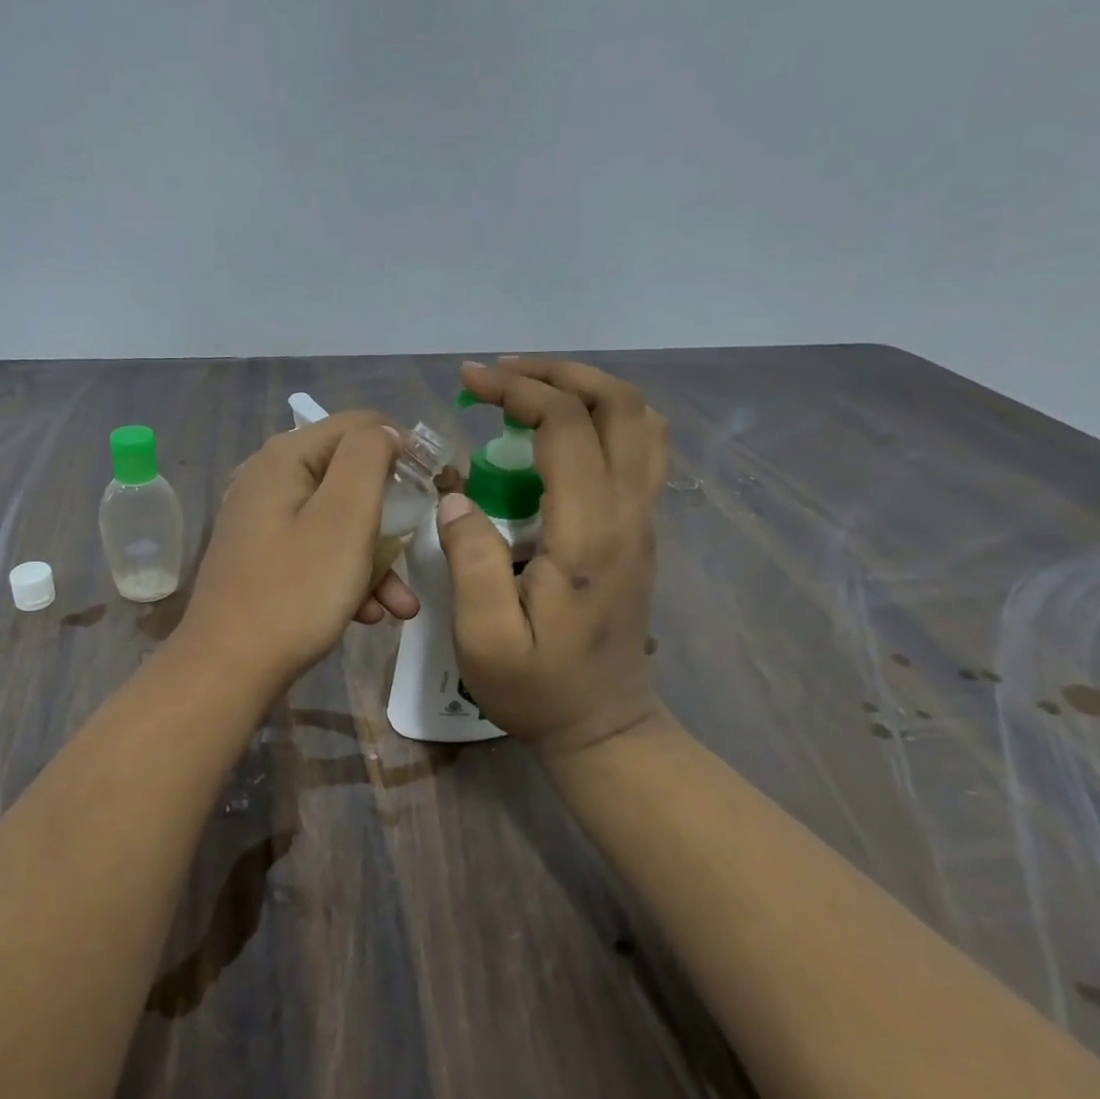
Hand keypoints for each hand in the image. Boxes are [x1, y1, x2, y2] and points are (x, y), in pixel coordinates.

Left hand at [177, 411, 419, 690]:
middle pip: (350, 476)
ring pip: (338, 521)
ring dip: (376, 558)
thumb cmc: (295, 591)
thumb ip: (369, 459)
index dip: (407, 450)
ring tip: (402, 604)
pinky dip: (347, 576)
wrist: (227, 670)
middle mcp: (268, 478)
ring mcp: (262, 521)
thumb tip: (384, 432)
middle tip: (424, 544)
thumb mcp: (344, 517)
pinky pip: (317, 551)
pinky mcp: (263, 558)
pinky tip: (369, 614)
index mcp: (285, 456)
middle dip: (393, 516)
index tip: (441, 488)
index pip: (362, 425)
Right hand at [438, 359, 669, 752]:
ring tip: (528, 391)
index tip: (468, 383)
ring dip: (586, 389)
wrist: (604, 726)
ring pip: (639, 421)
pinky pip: (639, 448)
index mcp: (590, 533)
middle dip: (557, 373)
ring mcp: (644, 519)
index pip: (567, 426)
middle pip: (619, 404)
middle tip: (500, 375)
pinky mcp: (641, 528)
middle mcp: (629, 513)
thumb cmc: (538, 688)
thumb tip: (455, 497)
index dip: (517, 391)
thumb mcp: (484, 637)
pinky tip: (556, 432)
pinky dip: (600, 417)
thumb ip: (470, 561)